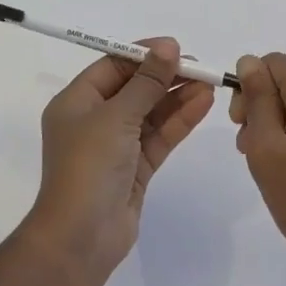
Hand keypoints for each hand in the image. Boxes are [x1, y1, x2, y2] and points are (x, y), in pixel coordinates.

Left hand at [26, 39, 215, 278]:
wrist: (81, 237)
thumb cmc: (89, 166)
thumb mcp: (116, 116)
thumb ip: (146, 83)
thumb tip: (168, 47)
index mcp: (76, 102)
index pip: (112, 67)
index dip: (144, 55)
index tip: (175, 47)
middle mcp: (94, 120)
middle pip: (134, 88)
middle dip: (166, 76)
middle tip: (200, 67)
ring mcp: (116, 146)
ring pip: (150, 113)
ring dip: (177, 98)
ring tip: (210, 83)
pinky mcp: (135, 168)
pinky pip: (159, 136)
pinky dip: (179, 120)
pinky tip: (203, 104)